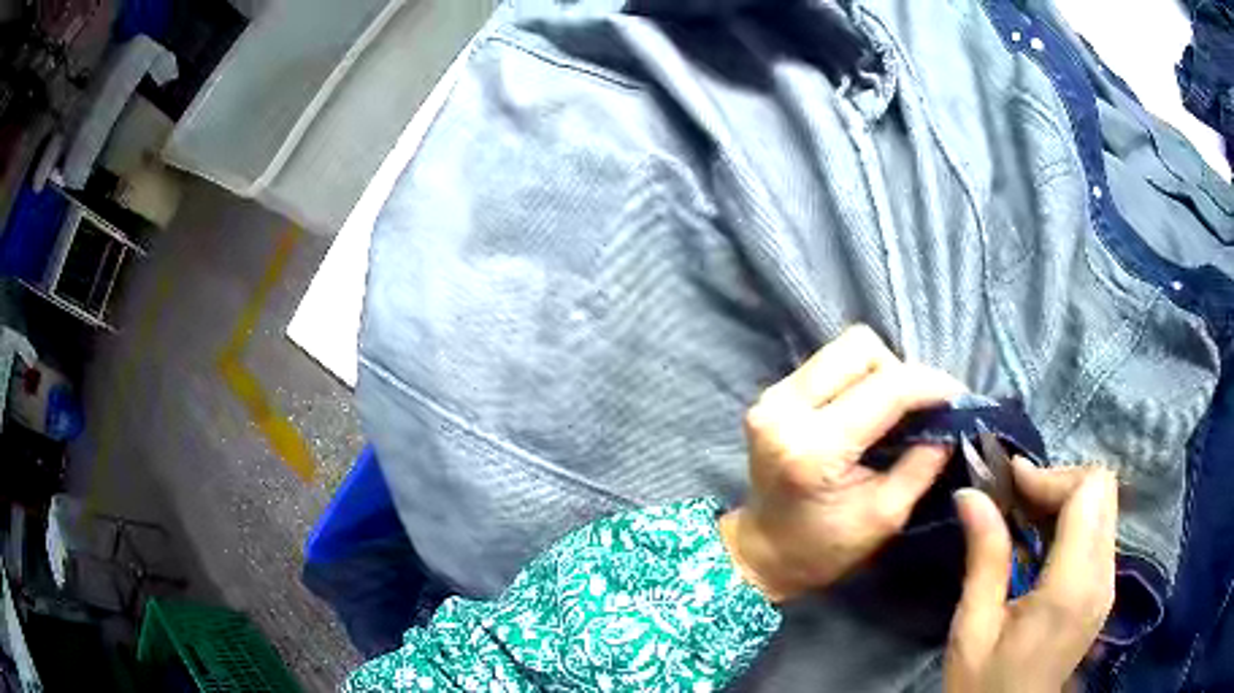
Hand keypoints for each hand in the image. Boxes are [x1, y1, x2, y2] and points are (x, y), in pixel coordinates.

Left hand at [719, 325, 966, 601]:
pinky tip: (867, 411)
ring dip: (880, 372)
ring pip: (844, 349)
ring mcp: (772, 397)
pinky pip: (828, 364)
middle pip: (860, 348)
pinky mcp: (771, 395)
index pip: (887, 388)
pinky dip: (858, 379)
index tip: (959, 399)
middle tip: (919, 409)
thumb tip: (951, 421)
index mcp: (814, 448)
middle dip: (901, 372)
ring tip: (895, 411)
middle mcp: (785, 409)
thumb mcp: (886, 515)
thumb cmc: (824, 548)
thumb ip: (923, 462)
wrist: (763, 553)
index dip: (931, 385)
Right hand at [945, 459, 1117, 692]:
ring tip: (1025, 517)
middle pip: (1103, 489)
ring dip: (1067, 499)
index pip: (1089, 491)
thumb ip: (984, 558)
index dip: (1052, 475)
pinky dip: (1074, 521)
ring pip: (1104, 506)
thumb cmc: (984, 685)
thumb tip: (971, 493)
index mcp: (1072, 587)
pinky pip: (1100, 531)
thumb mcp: (973, 629)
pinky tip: (1041, 542)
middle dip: (1061, 481)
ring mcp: (1108, 583)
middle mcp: (1102, 577)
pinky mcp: (1104, 590)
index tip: (1010, 482)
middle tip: (1017, 498)